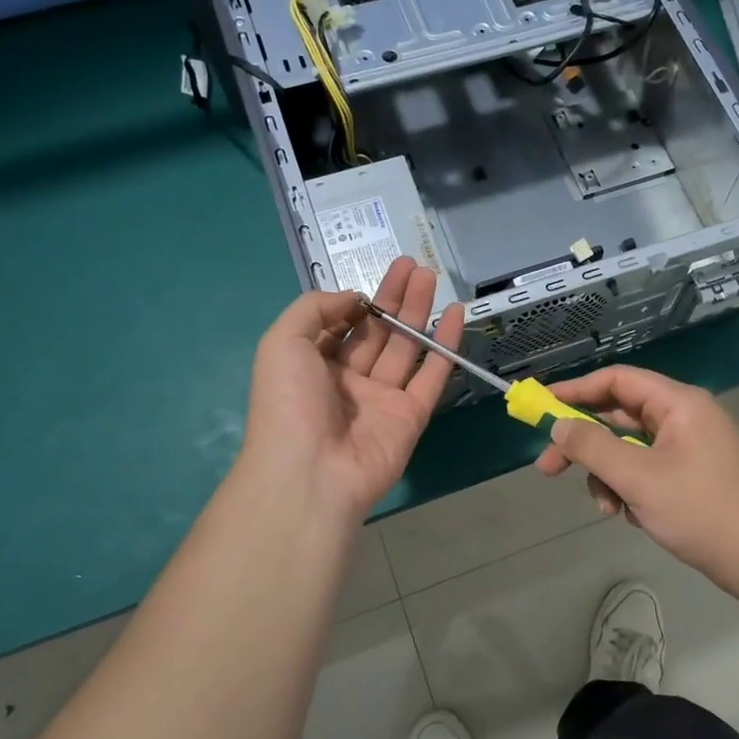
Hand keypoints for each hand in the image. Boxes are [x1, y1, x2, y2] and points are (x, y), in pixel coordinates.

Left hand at [240, 257, 463, 523]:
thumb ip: (314, 308)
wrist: (311, 472)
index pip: (340, 327)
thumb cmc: (289, 402)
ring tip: (430, 276)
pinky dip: (445, 345)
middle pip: (377, 332)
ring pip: (405, 348)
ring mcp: (381, 400)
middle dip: (394, 298)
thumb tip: (352, 298)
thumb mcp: (282, 342)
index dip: (356, 303)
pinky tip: (455, 314)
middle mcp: (347, 381)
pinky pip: (431, 375)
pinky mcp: (411, 416)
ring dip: (418, 312)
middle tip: (413, 266)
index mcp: (312, 366)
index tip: (373, 281)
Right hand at [533, 365, 738, 596]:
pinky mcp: (691, 474)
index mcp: (678, 404)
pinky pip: (646, 469)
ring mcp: (690, 447)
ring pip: (629, 448)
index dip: (576, 391)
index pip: (618, 380)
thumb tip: (558, 425)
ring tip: (608, 508)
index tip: (542, 407)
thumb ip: (593, 447)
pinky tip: (630, 516)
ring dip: (608, 475)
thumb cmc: (701, 511)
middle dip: (585, 445)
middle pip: (619, 416)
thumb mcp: (638, 478)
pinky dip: (630, 488)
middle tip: (548, 468)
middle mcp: (684, 417)